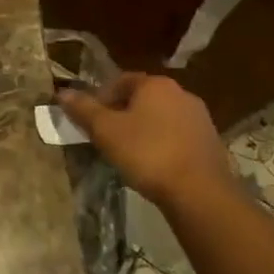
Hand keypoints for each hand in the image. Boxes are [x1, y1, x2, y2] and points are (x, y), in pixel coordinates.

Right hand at [57, 73, 230, 204]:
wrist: (200, 192)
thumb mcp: (105, 131)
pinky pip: (177, 135)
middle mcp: (181, 93)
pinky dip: (162, 143)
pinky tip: (153, 163)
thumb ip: (83, 109)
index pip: (120, 81)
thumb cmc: (147, 153)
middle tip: (106, 136)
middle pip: (142, 98)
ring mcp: (200, 118)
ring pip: (161, 117)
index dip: (101, 98)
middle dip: (122, 113)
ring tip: (128, 152)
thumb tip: (62, 92)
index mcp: (155, 84)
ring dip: (143, 129)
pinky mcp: (211, 142)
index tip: (90, 119)